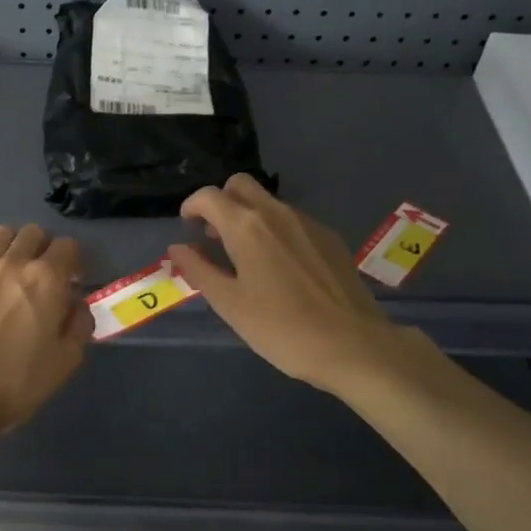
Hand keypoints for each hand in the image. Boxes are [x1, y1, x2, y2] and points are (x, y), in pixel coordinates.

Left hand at [0, 225, 89, 442]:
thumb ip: (79, 326)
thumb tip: (77, 306)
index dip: (73, 260)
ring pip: (0, 235)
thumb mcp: (65, 362)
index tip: (71, 280)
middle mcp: (13, 263)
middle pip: (33, 233)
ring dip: (11, 247)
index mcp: (47, 279)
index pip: (68, 246)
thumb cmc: (16, 381)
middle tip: (41, 274)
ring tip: (10, 272)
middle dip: (42, 247)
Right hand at [169, 174, 431, 396]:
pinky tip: (279, 267)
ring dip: (248, 216)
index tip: (187, 226)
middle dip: (221, 201)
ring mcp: (307, 222)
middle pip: (240, 185)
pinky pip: (292, 220)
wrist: (354, 345)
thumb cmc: (282, 328)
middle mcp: (276, 213)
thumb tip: (176, 248)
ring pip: (268, 202)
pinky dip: (274, 229)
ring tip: (245, 255)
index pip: (209, 196)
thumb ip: (199, 270)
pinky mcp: (329, 238)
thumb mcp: (230, 304)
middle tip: (214, 235)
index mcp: (246, 226)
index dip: (191, 206)